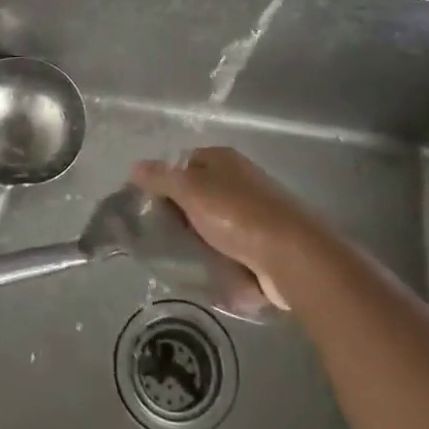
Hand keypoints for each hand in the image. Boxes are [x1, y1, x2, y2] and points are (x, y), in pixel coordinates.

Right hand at [130, 148, 333, 310]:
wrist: (292, 256)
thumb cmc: (237, 215)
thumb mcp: (191, 190)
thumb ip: (161, 178)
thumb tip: (135, 167)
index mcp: (223, 159)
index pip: (182, 163)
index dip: (163, 182)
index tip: (147, 207)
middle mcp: (240, 178)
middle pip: (198, 193)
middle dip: (180, 214)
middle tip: (162, 236)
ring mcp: (255, 210)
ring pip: (214, 221)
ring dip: (199, 238)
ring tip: (182, 257)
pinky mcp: (265, 240)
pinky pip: (232, 245)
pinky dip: (220, 255)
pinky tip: (210, 268)